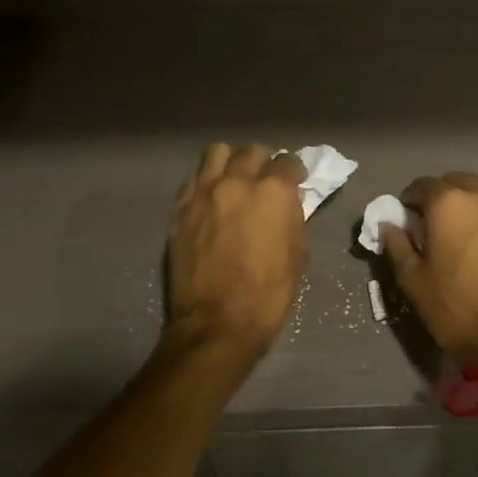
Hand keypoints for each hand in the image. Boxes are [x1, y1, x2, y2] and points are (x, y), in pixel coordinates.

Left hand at [164, 143, 307, 359]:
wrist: (216, 324)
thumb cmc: (268, 295)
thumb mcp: (297, 255)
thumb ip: (293, 219)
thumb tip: (289, 202)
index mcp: (273, 192)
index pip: (288, 162)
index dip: (294, 171)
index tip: (294, 180)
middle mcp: (237, 182)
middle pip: (252, 152)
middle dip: (263, 163)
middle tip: (265, 180)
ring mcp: (203, 193)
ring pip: (217, 153)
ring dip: (230, 162)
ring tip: (234, 180)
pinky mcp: (180, 209)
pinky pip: (194, 179)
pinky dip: (206, 182)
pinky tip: (211, 199)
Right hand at [377, 173, 477, 363]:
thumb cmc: (454, 308)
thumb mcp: (412, 280)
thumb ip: (397, 244)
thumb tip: (389, 224)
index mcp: (450, 203)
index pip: (423, 185)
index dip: (411, 200)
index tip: (408, 217)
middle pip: (457, 182)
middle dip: (443, 197)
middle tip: (436, 223)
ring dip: (471, 203)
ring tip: (464, 229)